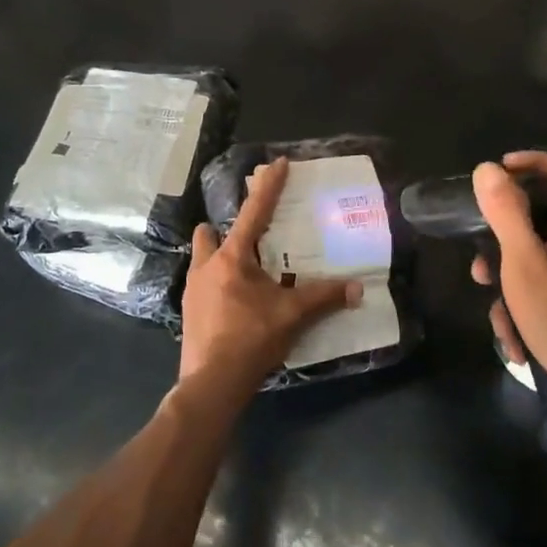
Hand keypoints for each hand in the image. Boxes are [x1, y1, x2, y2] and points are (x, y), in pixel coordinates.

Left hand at [181, 157, 360, 388]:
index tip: (276, 163)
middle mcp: (207, 266)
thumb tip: (357, 289)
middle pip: (210, 233)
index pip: (254, 212)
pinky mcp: (189, 311)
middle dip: (224, 228)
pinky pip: (203, 284)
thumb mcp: (292, 315)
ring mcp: (193, 290)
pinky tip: (235, 301)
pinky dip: (218, 283)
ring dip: (219, 256)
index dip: (268, 186)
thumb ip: (324, 298)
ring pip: (203, 259)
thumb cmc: (251, 339)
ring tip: (245, 271)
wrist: (211, 383)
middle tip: (252, 237)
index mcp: (233, 258)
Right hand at [471, 152, 546, 416]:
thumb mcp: (525, 268)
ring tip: (500, 326)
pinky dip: (536, 312)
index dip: (537, 162)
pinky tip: (522, 347)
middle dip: (508, 246)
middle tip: (482, 271)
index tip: (503, 172)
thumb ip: (507, 216)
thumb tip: (488, 168)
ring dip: (516, 290)